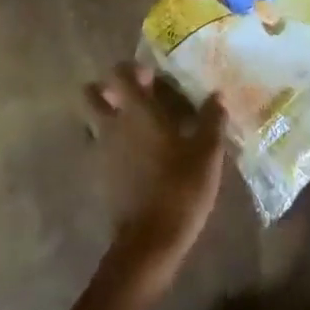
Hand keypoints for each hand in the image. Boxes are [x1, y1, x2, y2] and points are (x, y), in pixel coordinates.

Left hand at [81, 65, 225, 280]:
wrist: (151, 240)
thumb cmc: (180, 187)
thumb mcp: (208, 152)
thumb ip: (211, 119)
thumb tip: (217, 95)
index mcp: (136, 111)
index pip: (118, 73)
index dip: (131, 69)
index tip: (152, 76)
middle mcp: (112, 125)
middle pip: (92, 95)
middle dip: (108, 90)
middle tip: (137, 98)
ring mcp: (102, 152)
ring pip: (93, 122)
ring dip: (109, 117)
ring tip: (140, 127)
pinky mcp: (101, 176)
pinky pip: (101, 148)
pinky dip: (113, 145)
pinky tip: (139, 156)